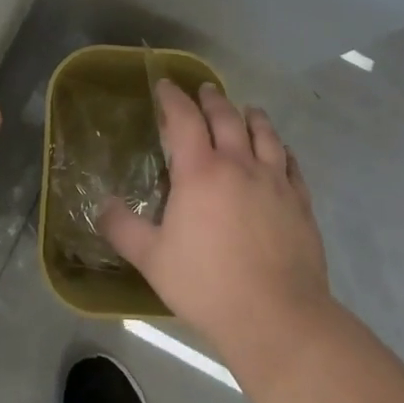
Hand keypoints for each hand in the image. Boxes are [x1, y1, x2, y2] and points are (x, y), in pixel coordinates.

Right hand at [102, 81, 331, 363]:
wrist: (277, 316)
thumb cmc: (207, 284)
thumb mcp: (151, 259)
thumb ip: (122, 228)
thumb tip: (102, 205)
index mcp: (200, 171)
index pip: (184, 118)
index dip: (173, 98)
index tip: (165, 85)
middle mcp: (239, 164)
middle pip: (226, 117)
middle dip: (212, 99)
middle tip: (205, 90)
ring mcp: (274, 181)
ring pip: (265, 133)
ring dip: (252, 116)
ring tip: (247, 110)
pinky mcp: (300, 202)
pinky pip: (292, 164)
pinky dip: (283, 150)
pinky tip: (281, 152)